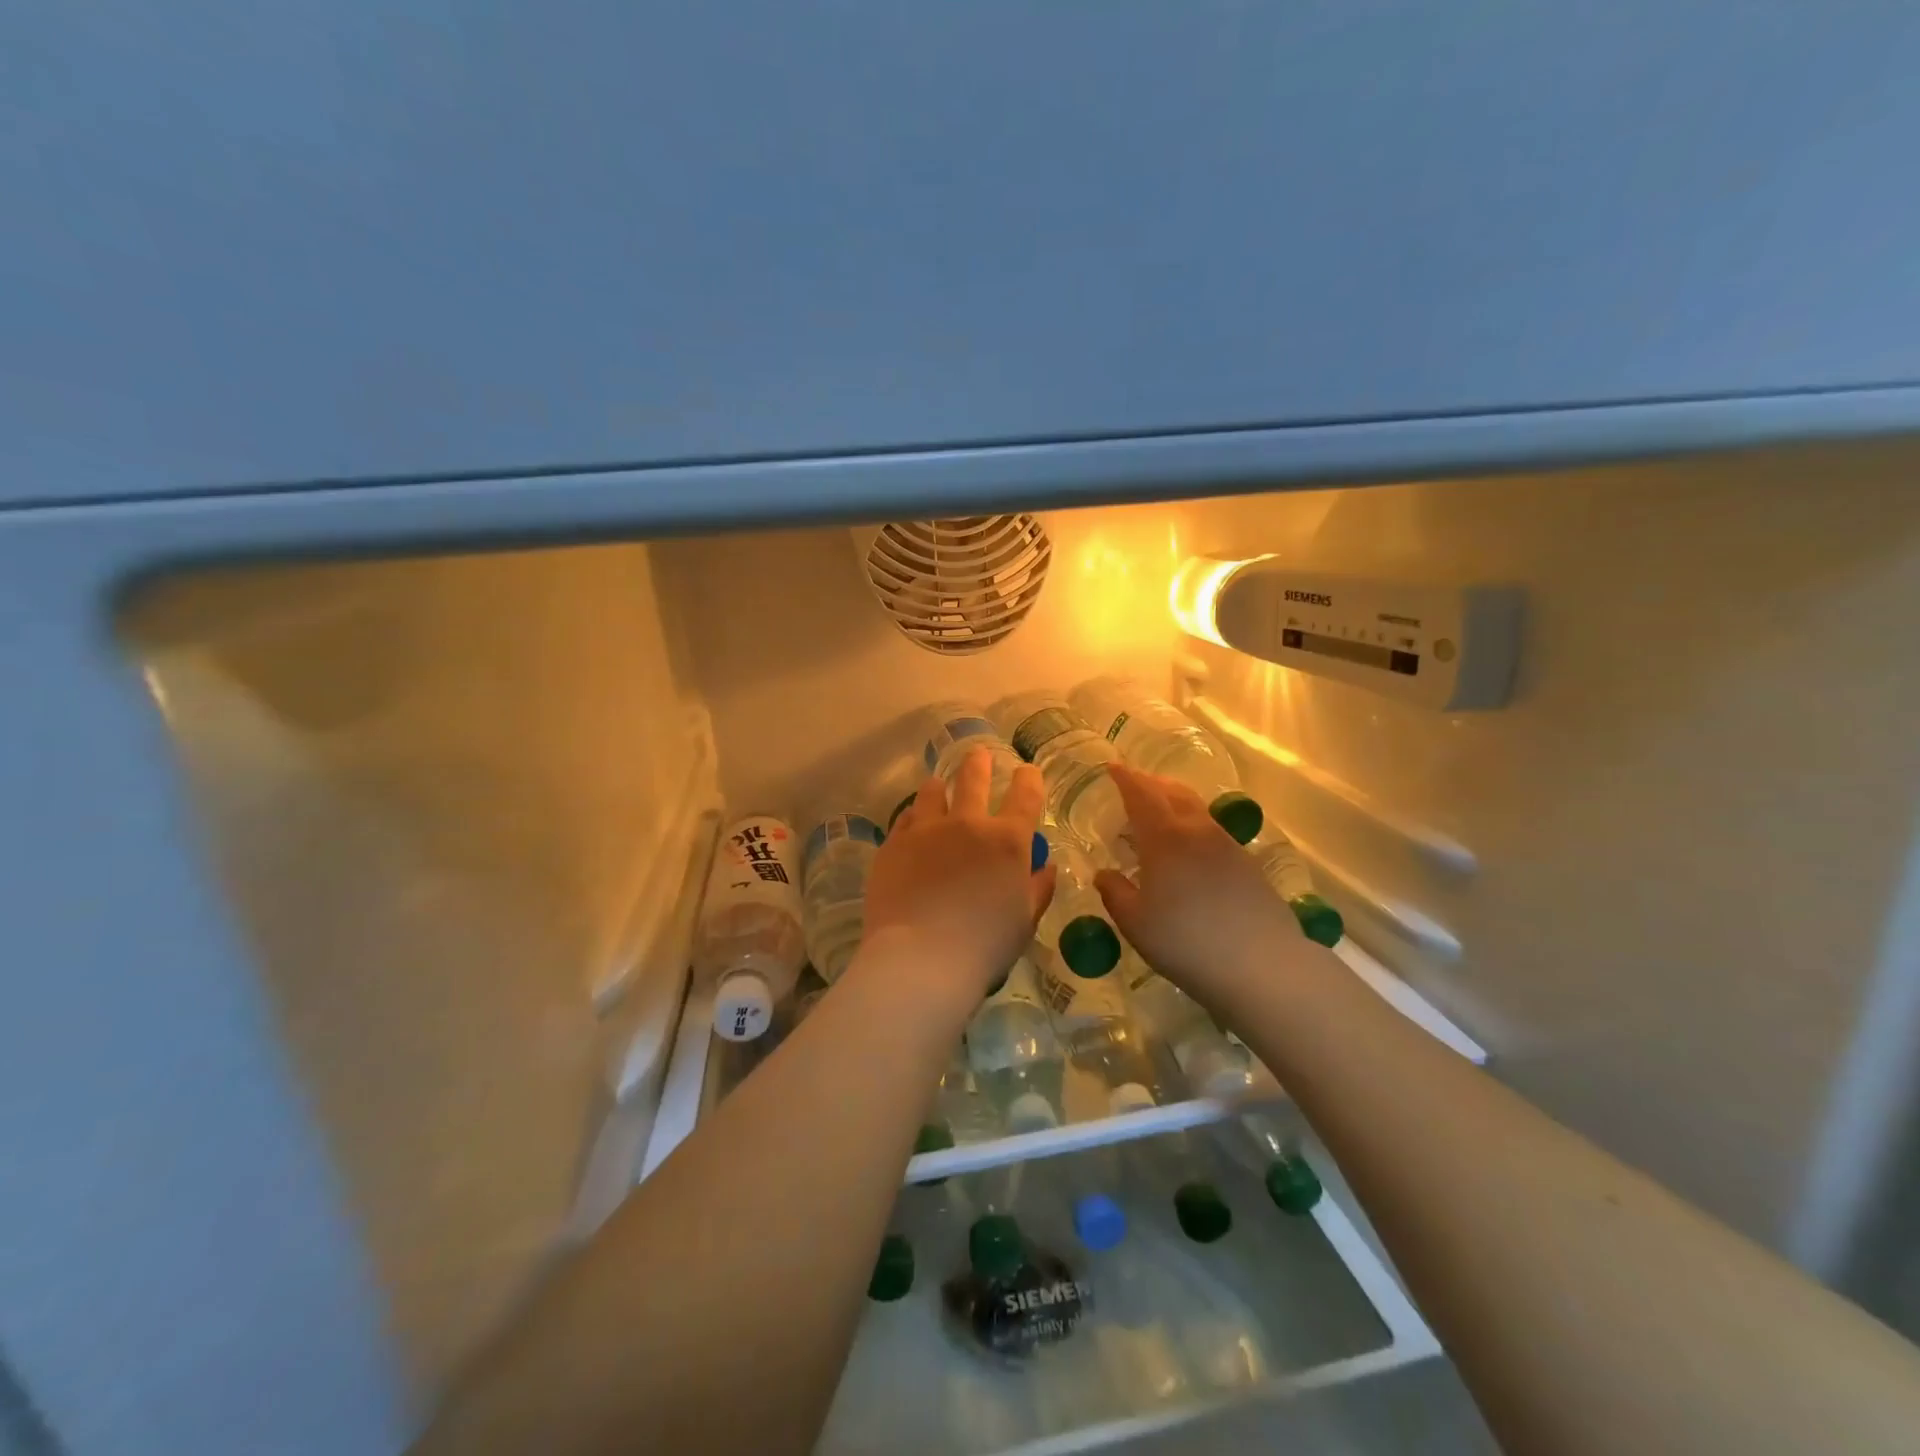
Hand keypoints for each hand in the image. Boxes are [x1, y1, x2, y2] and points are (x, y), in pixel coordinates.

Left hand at [857, 748, 1056, 1006]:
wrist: (920, 959)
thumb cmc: (984, 946)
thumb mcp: (1024, 921)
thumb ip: (1038, 889)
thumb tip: (1046, 866)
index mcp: (1007, 841)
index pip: (1025, 797)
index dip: (1028, 780)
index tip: (1027, 771)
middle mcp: (967, 824)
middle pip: (973, 780)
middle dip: (979, 763)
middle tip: (978, 755)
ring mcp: (926, 831)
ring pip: (931, 793)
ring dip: (938, 787)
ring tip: (937, 785)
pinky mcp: (893, 845)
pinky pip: (905, 819)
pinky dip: (913, 817)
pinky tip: (912, 823)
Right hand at [1094, 762, 1303, 1005]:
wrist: (1262, 965)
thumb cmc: (1186, 942)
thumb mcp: (1135, 923)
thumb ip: (1115, 893)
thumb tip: (1104, 874)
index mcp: (1164, 837)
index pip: (1141, 794)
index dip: (1125, 778)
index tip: (1112, 768)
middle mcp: (1197, 830)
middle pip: (1172, 792)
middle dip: (1150, 783)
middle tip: (1132, 786)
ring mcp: (1227, 845)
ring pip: (1195, 809)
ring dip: (1173, 803)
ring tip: (1157, 818)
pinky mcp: (1247, 863)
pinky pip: (1211, 831)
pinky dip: (1191, 826)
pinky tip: (1187, 851)